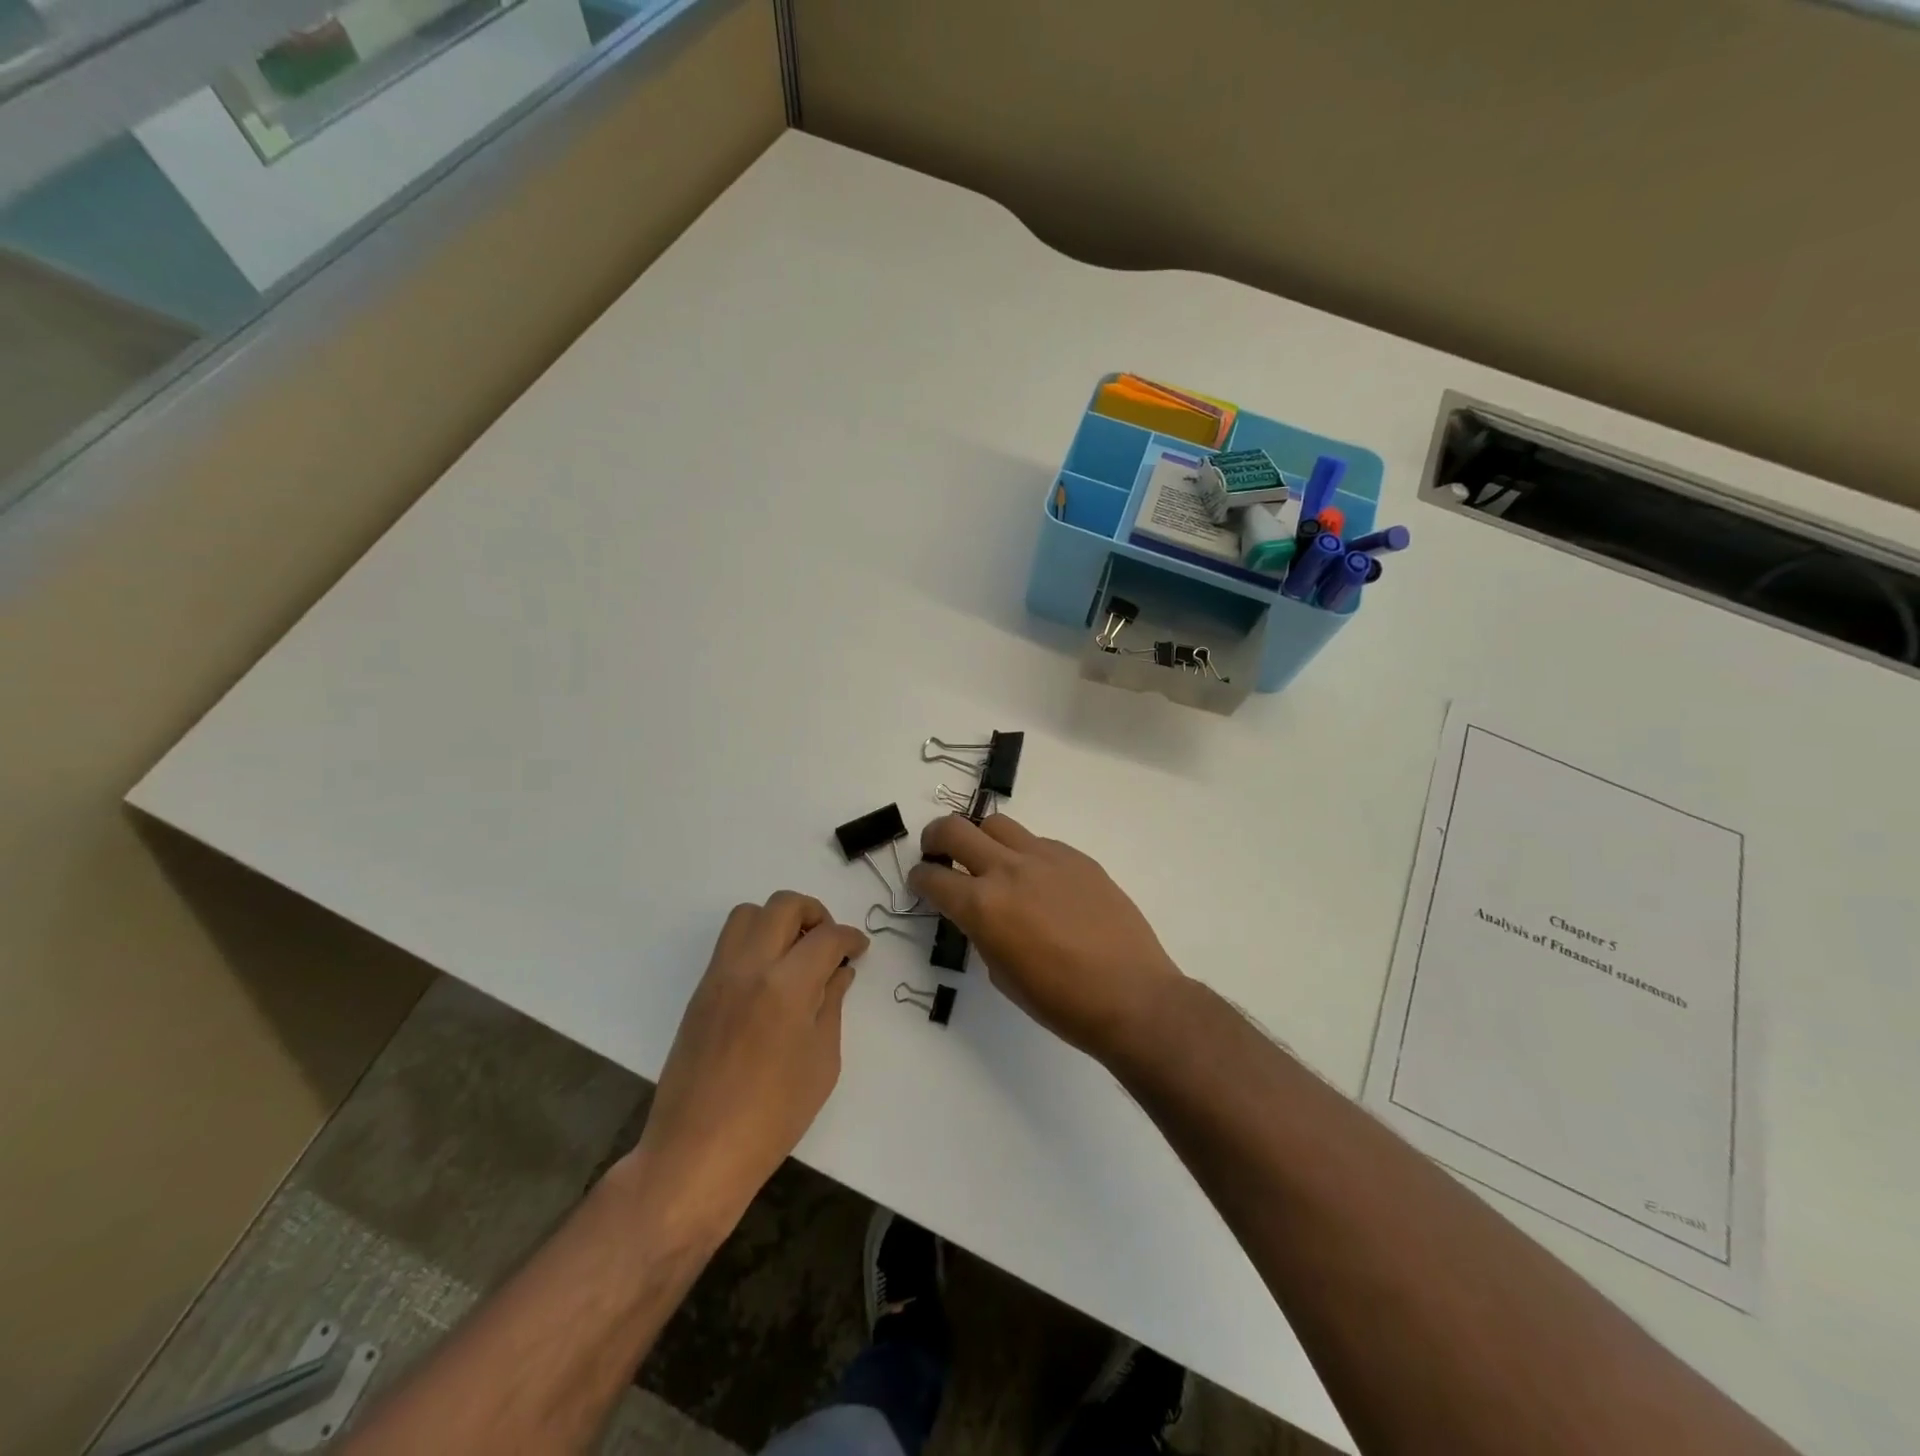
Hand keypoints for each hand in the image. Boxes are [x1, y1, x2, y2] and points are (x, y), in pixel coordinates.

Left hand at [626, 892, 867, 1230]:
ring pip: (748, 914)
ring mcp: (718, 977)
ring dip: (777, 920)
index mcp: (786, 986)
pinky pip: (729, 944)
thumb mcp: (821, 1062)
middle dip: (814, 912)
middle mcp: (749, 968)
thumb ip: (830, 1005)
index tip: (859, 949)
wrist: (696, 1153)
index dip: (849, 937)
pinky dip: (755, 942)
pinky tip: (770, 978)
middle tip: (828, 941)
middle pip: (783, 905)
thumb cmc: (772, 1117)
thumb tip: (838, 971)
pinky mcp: (700, 992)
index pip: (826, 936)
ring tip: (796, 953)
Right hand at [907, 815, 1181, 1063]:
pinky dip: (1025, 855)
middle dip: (936, 838)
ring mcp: (1046, 857)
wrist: (1131, 995)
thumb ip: (983, 932)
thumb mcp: (1002, 974)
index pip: (933, 878)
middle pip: (956, 829)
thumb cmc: (1060, 1001)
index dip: (919, 879)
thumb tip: (983, 914)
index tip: (920, 882)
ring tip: (990, 862)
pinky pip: (1038, 842)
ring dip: (982, 839)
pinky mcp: (1077, 857)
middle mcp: (1009, 870)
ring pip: (998, 825)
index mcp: (983, 906)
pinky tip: (1039, 882)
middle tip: (938, 853)